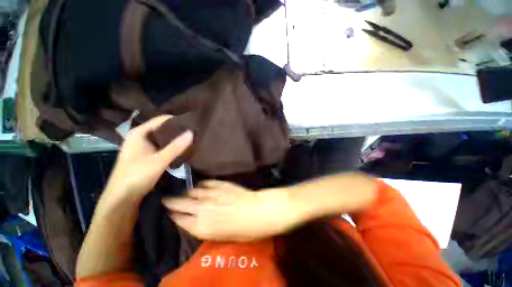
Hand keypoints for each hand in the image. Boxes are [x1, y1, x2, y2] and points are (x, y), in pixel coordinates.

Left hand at [104, 115, 193, 200]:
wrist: (122, 198)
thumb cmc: (136, 176)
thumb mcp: (159, 161)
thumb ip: (176, 146)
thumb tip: (192, 132)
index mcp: (139, 133)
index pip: (161, 119)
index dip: (177, 119)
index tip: (193, 121)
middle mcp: (140, 136)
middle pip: (163, 128)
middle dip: (178, 129)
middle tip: (195, 130)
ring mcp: (143, 146)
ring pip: (163, 137)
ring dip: (176, 138)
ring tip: (192, 137)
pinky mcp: (147, 154)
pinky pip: (162, 145)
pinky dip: (172, 145)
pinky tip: (182, 147)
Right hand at [163, 181, 302, 241]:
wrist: (260, 211)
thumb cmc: (246, 230)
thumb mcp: (225, 236)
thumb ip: (208, 228)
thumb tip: (198, 221)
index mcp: (203, 227)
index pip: (180, 220)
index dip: (173, 215)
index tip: (168, 212)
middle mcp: (204, 209)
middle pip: (182, 204)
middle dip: (172, 202)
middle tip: (165, 199)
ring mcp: (213, 194)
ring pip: (193, 192)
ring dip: (186, 192)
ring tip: (181, 191)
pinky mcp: (222, 185)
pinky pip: (207, 183)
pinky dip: (201, 185)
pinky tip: (199, 185)